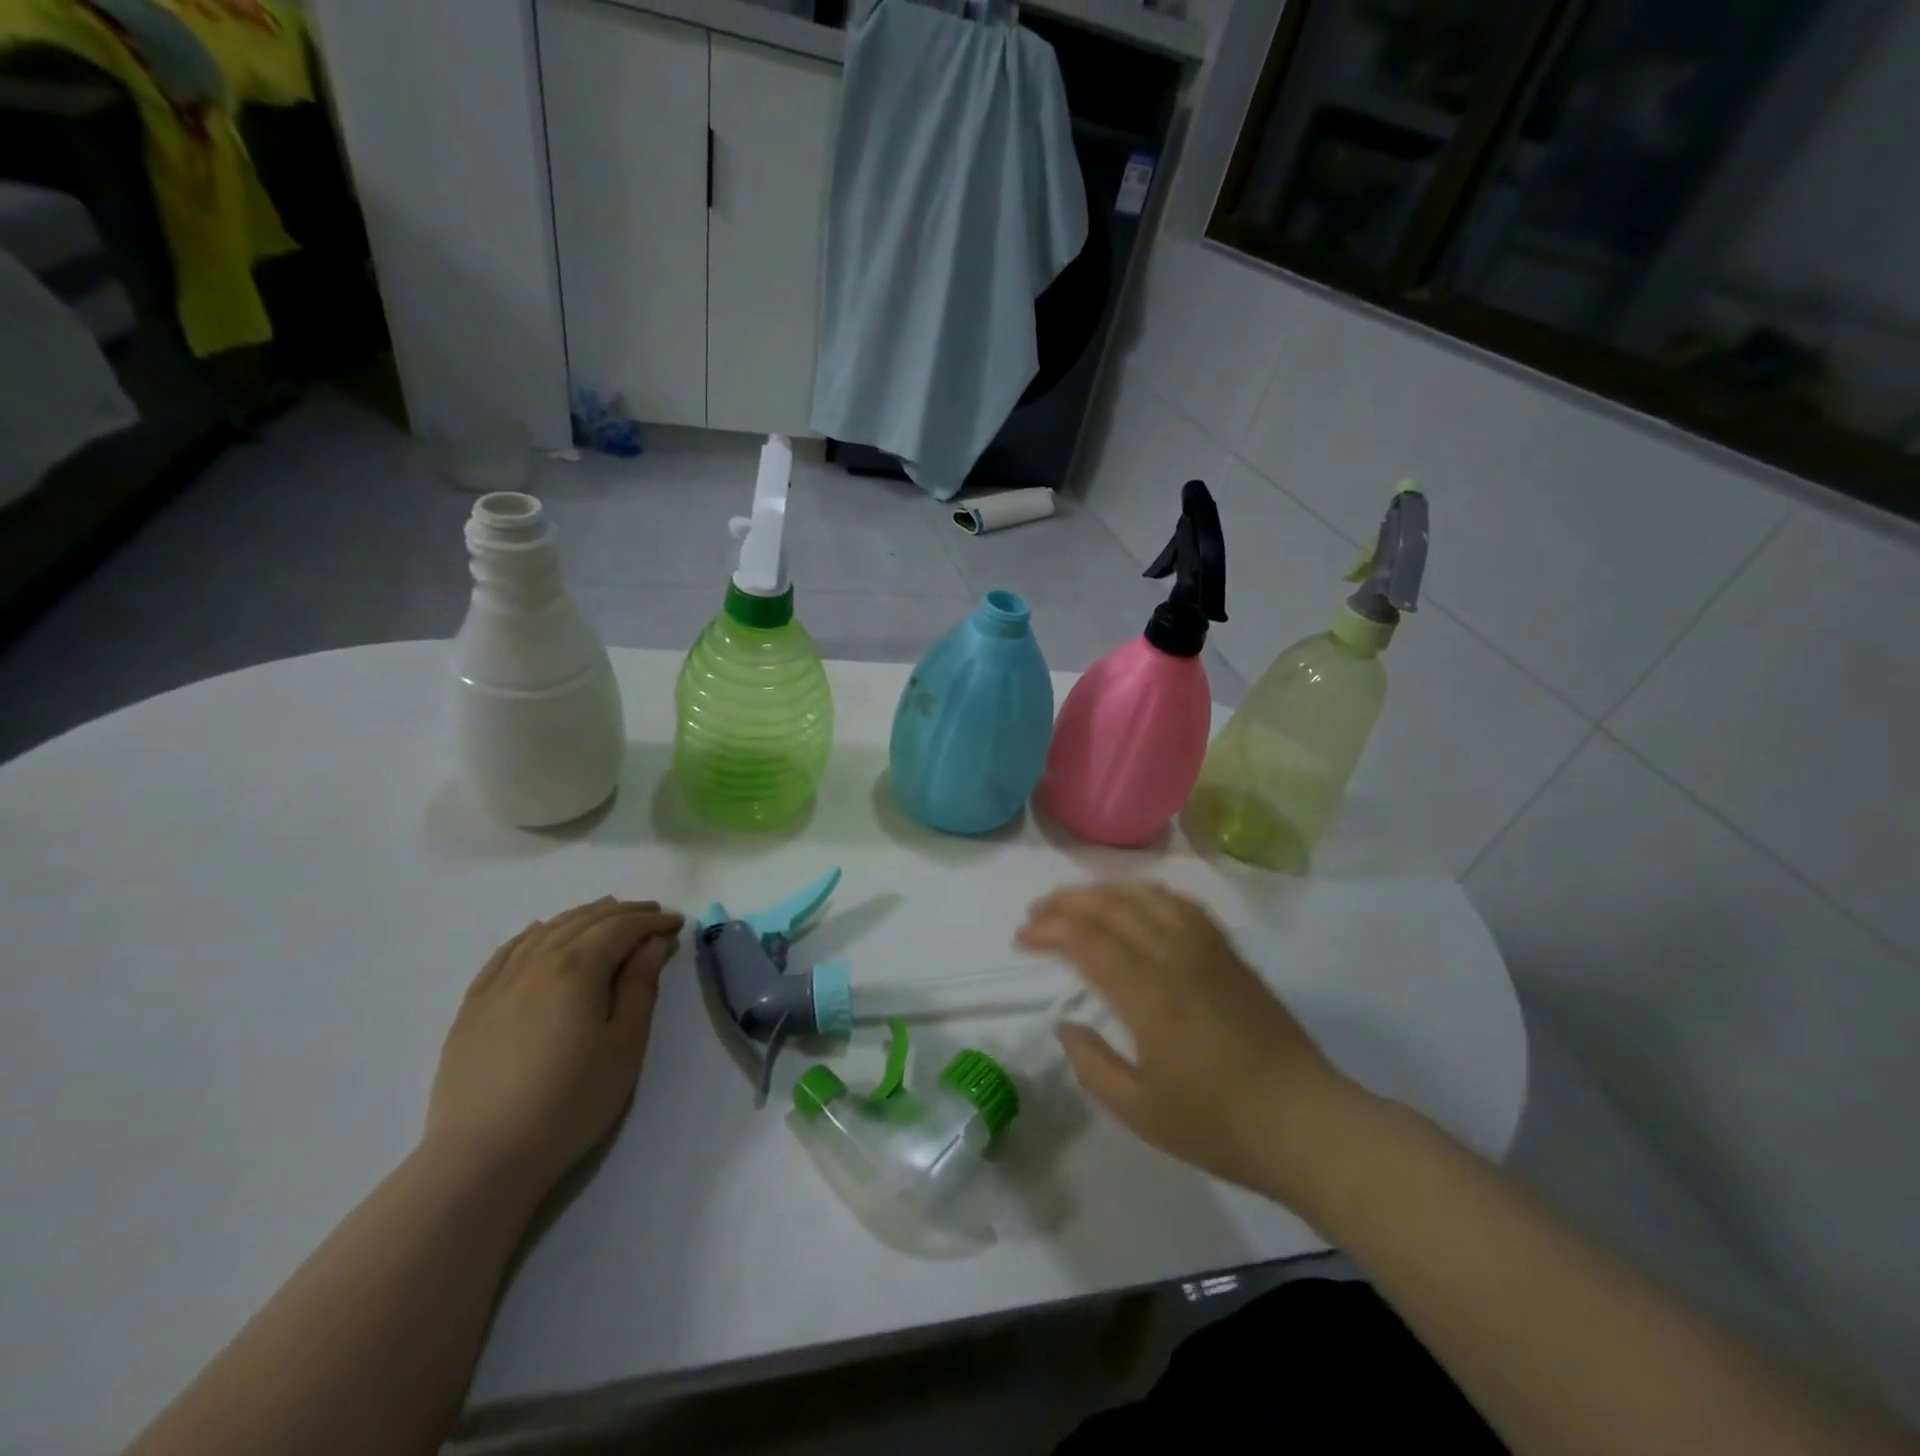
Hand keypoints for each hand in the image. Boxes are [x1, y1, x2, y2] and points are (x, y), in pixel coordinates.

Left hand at [425, 897, 683, 1196]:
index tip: (677, 924)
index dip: (653, 921)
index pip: (621, 928)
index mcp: (578, 968)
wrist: (483, 1156)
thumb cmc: (571, 1100)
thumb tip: (654, 943)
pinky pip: (506, 952)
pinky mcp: (474, 1005)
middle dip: (623, 913)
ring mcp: (499, 982)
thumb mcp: (625, 1044)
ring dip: (581, 917)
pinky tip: (540, 933)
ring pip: (546, 931)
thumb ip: (641, 986)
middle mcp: (537, 962)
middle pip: (584, 921)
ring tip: (606, 916)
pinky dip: (533, 934)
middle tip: (652, 914)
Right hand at [1016, 881, 1359, 1205]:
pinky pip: (1183, 905)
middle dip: (1066, 903)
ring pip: (1146, 897)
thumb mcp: (1141, 1112)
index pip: (1086, 941)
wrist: (1305, 1123)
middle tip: (1037, 912)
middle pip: (1111, 908)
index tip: (1022, 937)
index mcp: (1148, 995)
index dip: (1048, 930)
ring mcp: (1207, 950)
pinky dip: (1150, 894)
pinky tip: (1138, 901)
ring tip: (1077, 899)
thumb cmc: (1220, 1125)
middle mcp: (1174, 957)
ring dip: (1105, 891)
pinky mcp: (1229, 953)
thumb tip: (1067, 1027)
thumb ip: (1093, 1066)